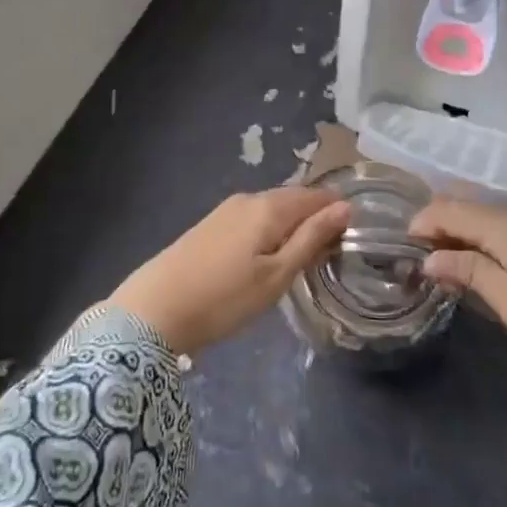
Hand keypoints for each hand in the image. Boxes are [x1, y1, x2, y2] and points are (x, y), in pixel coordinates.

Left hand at [108, 187, 349, 356]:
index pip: (316, 196)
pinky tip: (268, 258)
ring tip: (303, 259)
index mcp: (269, 206)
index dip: (338, 212)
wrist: (153, 311)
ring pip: (272, 210)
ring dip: (292, 227)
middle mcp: (249, 198)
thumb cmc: (224, 298)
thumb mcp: (276, 276)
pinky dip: (270, 233)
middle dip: (316, 219)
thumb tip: (346, 207)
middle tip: (332, 253)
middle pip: (294, 200)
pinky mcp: (210, 225)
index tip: (354, 237)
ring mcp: (226, 210)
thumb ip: (311, 239)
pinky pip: (253, 220)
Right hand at [413, 199, 506, 415]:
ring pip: (480, 220)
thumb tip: (427, 257)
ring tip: (432, 263)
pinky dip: (474, 243)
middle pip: (464, 208)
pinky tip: (467, 267)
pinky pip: (496, 233)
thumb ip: (467, 271)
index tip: (399, 249)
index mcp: (504, 226)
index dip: (421, 222)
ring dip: (453, 235)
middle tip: (411, 257)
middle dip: (434, 225)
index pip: (449, 208)